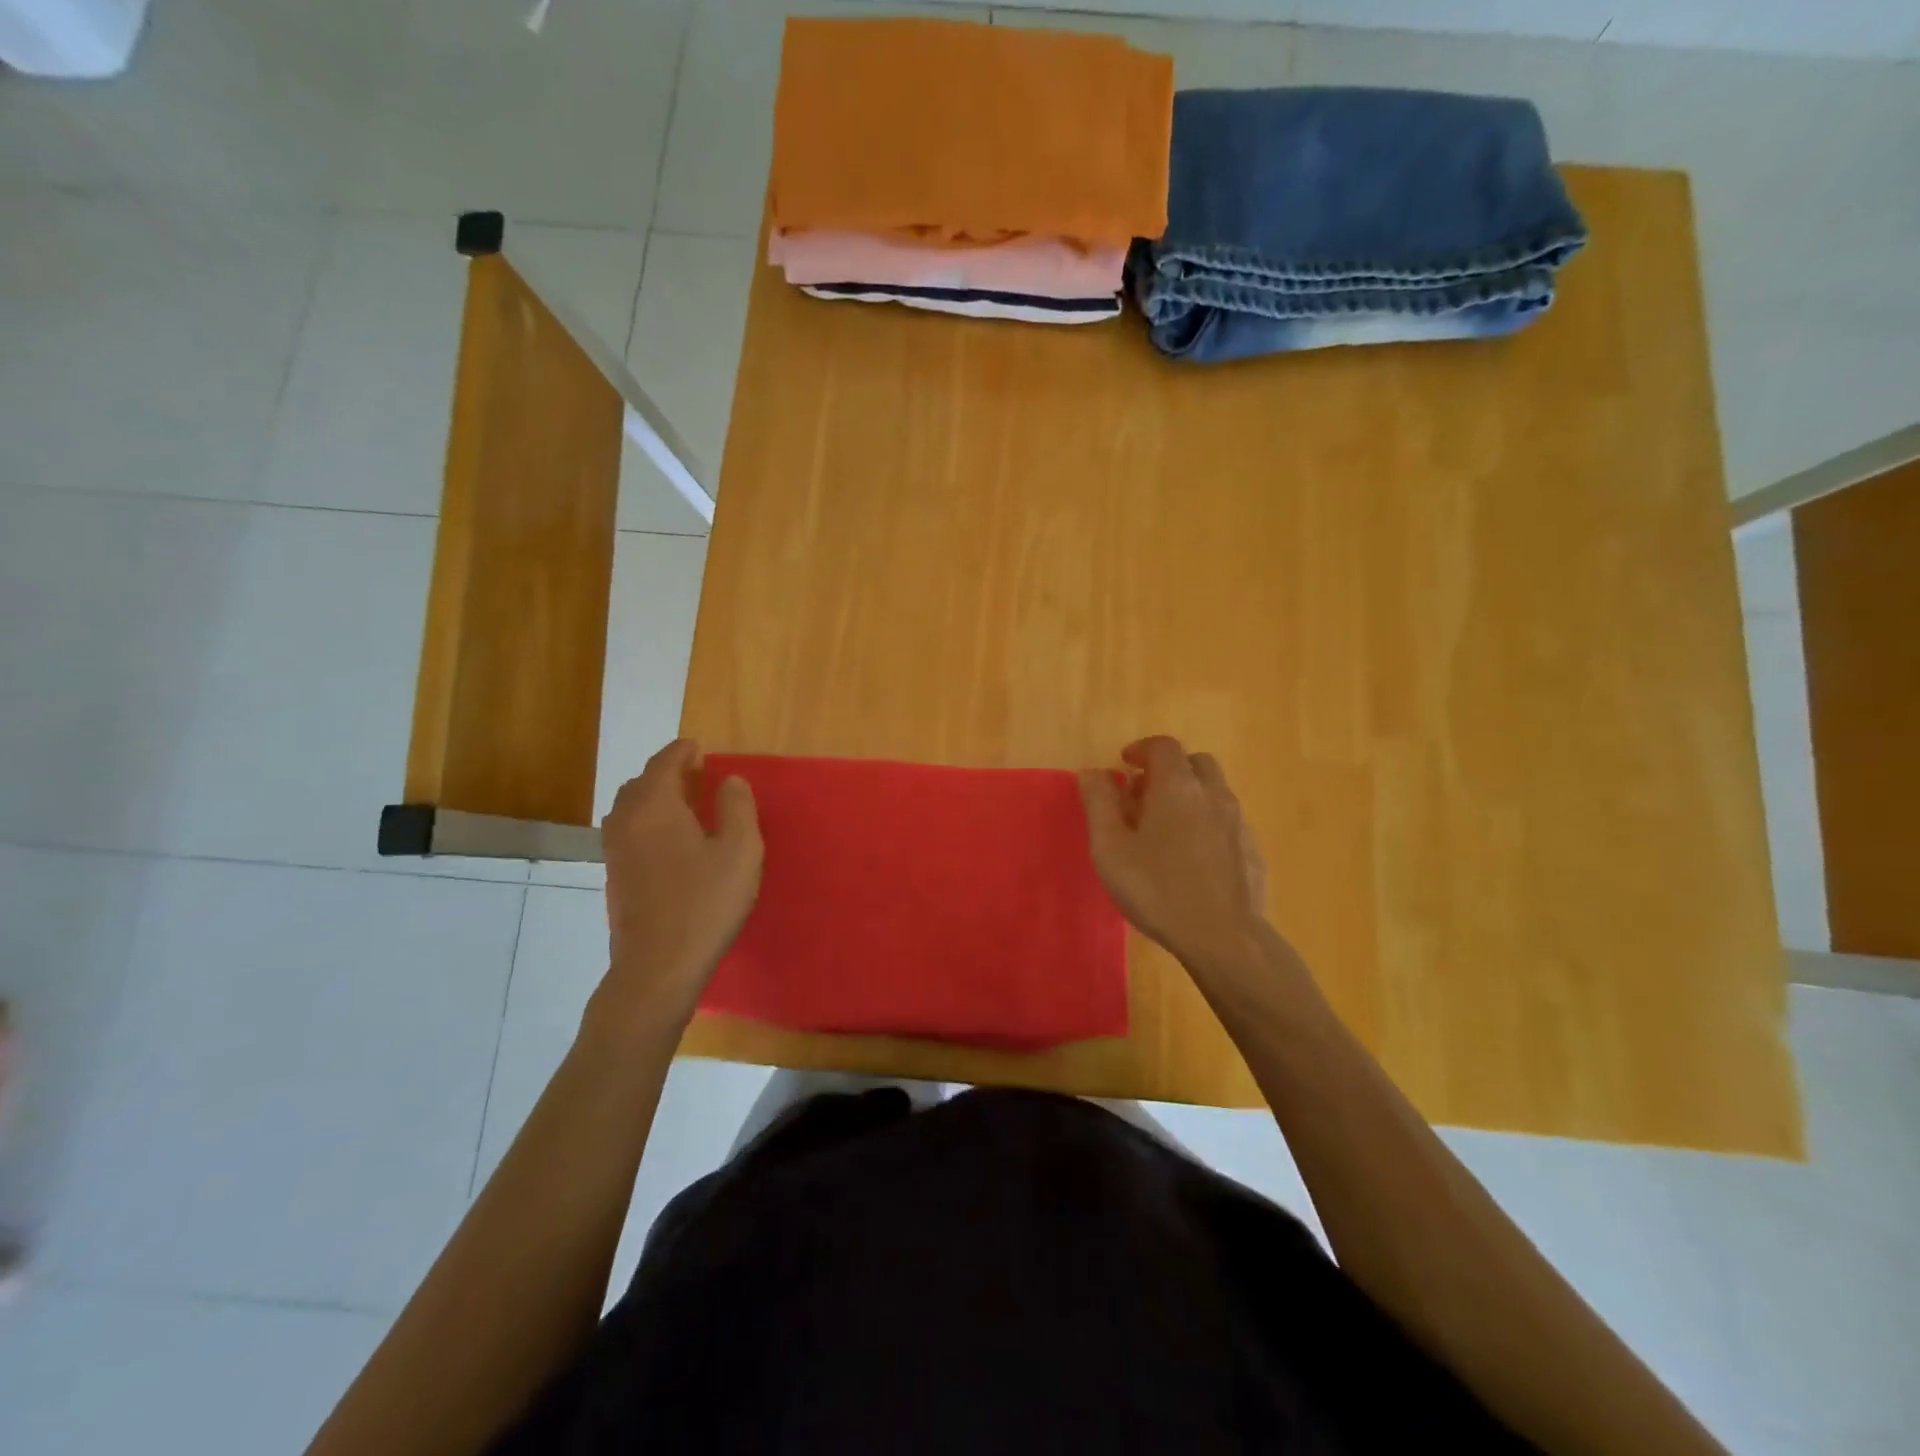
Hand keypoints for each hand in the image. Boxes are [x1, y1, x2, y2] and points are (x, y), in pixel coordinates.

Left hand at [599, 740, 762, 1028]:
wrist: (658, 966)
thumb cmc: (705, 903)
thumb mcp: (740, 851)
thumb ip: (738, 807)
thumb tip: (730, 780)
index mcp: (655, 806)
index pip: (664, 763)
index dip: (682, 752)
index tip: (698, 748)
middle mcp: (626, 821)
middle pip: (640, 783)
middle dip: (666, 773)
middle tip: (696, 776)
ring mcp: (615, 851)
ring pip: (630, 809)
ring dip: (654, 798)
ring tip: (684, 805)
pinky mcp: (615, 877)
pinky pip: (628, 832)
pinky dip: (646, 822)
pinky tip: (670, 842)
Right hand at [1080, 736, 1268, 977]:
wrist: (1224, 938)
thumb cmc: (1157, 889)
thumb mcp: (1110, 848)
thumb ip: (1099, 803)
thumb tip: (1093, 772)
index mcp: (1177, 786)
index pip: (1163, 746)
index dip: (1141, 749)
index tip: (1124, 765)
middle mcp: (1213, 794)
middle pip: (1194, 762)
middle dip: (1169, 769)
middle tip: (1144, 794)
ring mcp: (1238, 822)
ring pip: (1214, 791)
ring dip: (1190, 795)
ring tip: (1166, 826)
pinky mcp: (1252, 850)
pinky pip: (1227, 820)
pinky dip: (1207, 822)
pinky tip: (1193, 856)